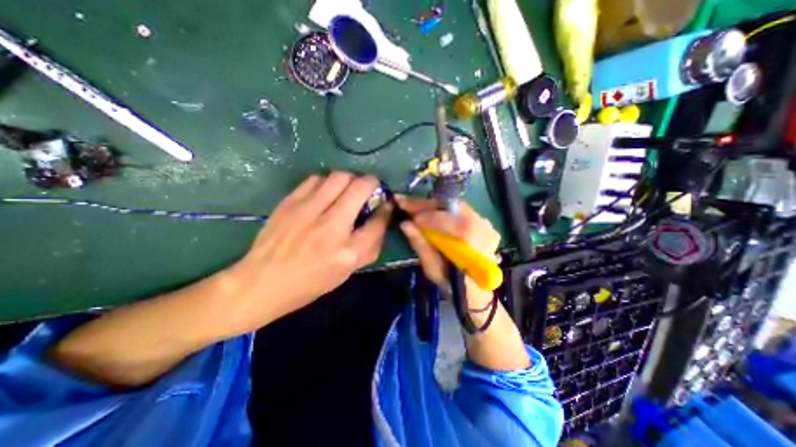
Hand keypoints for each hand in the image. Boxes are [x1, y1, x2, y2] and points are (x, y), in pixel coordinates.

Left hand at [224, 173, 390, 333]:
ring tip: (347, 191)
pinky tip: (325, 193)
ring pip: (340, 177)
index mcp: (348, 252)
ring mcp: (308, 211)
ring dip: (350, 181)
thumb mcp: (347, 272)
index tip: (386, 204)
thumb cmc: (310, 283)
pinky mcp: (291, 202)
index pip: (378, 221)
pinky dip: (327, 182)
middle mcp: (331, 227)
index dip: (386, 209)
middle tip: (369, 191)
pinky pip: (317, 179)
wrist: (261, 282)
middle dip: (372, 184)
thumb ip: (369, 247)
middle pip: (361, 187)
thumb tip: (380, 220)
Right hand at [396, 196, 498, 290]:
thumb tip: (405, 224)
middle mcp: (485, 228)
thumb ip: (421, 245)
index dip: (426, 216)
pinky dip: (442, 210)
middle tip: (405, 203)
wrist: (477, 292)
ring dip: (432, 206)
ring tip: (414, 207)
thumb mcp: (434, 270)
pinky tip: (428, 212)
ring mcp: (486, 224)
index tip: (406, 212)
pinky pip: (459, 211)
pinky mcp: (483, 224)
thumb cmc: (453, 285)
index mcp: (475, 243)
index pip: (449, 220)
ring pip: (455, 207)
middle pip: (452, 207)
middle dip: (426, 205)